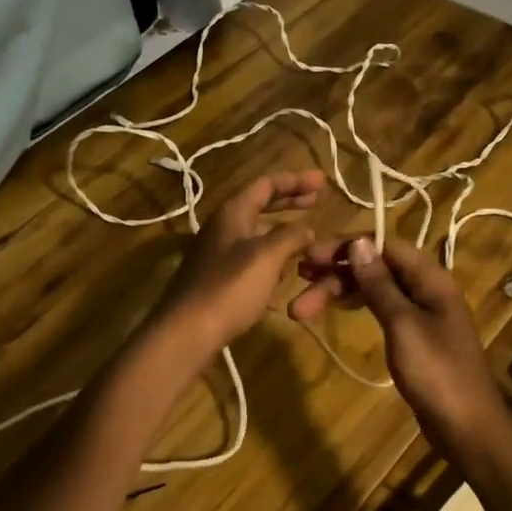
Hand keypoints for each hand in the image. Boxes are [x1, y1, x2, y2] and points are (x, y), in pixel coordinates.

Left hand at [148, 171, 323, 360]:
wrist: (188, 330)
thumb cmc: (230, 287)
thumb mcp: (268, 256)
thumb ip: (291, 236)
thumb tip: (306, 230)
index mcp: (233, 212)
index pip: (267, 184)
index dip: (296, 180)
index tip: (323, 182)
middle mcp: (223, 227)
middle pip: (260, 206)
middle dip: (289, 203)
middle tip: (317, 202)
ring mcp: (218, 253)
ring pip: (256, 234)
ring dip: (282, 234)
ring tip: (307, 242)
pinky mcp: (218, 278)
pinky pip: (251, 260)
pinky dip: (271, 260)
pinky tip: (284, 276)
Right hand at [290, 235, 508, 458]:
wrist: (467, 427)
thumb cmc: (436, 373)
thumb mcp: (403, 325)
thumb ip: (380, 284)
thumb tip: (359, 242)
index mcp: (430, 278)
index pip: (384, 244)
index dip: (345, 246)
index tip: (309, 257)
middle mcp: (426, 288)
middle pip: (376, 267)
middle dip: (336, 274)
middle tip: (298, 289)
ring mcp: (421, 313)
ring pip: (375, 289)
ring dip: (341, 292)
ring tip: (303, 307)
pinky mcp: (414, 336)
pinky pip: (381, 308)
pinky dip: (357, 306)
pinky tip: (336, 310)